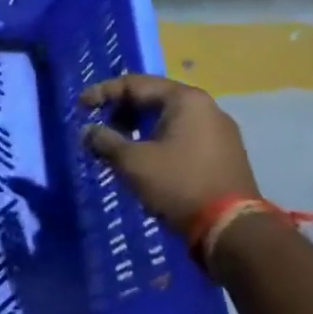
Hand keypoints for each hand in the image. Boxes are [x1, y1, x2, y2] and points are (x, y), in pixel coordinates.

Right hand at [80, 74, 258, 232]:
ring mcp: (220, 131)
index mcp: (185, 99)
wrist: (232, 229)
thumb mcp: (132, 162)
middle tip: (100, 128)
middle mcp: (206, 107)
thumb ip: (105, 141)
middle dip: (122, 111)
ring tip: (118, 146)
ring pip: (169, 119)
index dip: (102, 93)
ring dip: (139, 128)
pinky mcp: (225, 154)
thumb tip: (87, 132)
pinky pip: (183, 136)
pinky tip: (146, 160)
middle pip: (153, 98)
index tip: (80, 107)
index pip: (134, 84)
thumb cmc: (178, 184)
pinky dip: (159, 141)